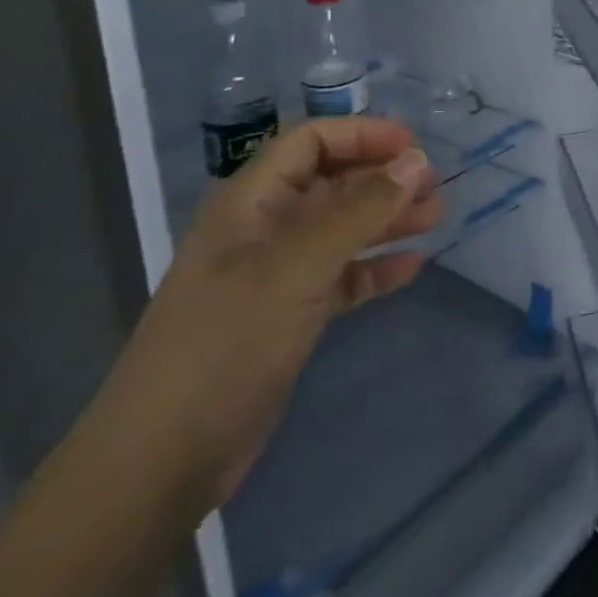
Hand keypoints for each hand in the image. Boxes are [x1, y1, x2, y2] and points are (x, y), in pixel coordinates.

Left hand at [80, 118, 439, 516]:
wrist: (162, 461)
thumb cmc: (227, 343)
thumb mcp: (298, 266)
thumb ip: (361, 210)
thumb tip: (417, 161)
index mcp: (250, 203)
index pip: (310, 142)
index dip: (362, 135)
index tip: (414, 146)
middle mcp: (262, 230)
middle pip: (331, 182)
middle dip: (382, 178)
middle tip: (434, 187)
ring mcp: (274, 276)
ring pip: (341, 229)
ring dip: (386, 219)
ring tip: (435, 218)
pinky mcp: (287, 317)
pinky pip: (341, 276)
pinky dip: (374, 267)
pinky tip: (411, 267)